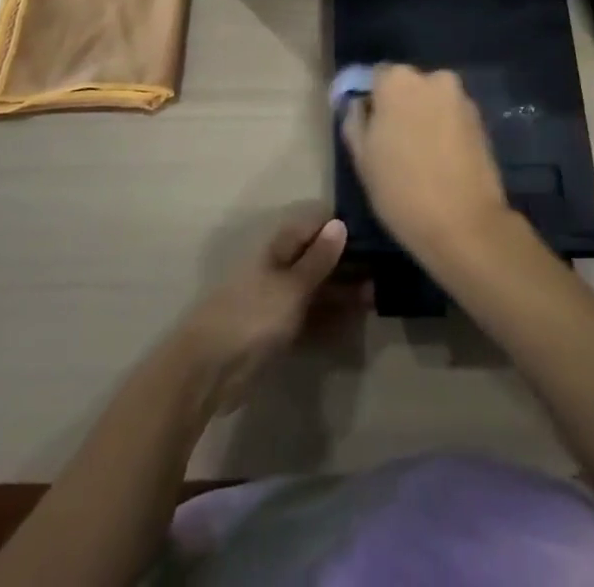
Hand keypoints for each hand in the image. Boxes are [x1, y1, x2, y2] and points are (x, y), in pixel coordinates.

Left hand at [175, 209, 361, 413]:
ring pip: (317, 288)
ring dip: (343, 292)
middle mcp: (280, 266)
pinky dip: (331, 318)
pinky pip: (311, 317)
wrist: (210, 370)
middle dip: (348, 263)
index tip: (374, 234)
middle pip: (318, 257)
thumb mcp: (291, 286)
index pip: (315, 225)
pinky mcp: (278, 330)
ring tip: (376, 298)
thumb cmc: (252, 316)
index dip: (342, 227)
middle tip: (383, 272)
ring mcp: (278, 299)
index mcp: (278, 246)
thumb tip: (340, 222)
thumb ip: (318, 259)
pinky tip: (354, 323)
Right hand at [341, 64, 510, 264]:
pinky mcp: (481, 120)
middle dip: (400, 106)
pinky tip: (441, 161)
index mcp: (398, 80)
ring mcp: (461, 97)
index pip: (376, 77)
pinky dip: (444, 130)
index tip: (370, 129)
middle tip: (393, 143)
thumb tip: (359, 104)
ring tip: (419, 155)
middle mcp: (432, 78)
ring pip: (432, 101)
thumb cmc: (402, 189)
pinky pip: (452, 117)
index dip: (371, 102)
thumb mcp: (362, 158)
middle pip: (407, 86)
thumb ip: (355, 120)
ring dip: (424, 117)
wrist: (465, 225)